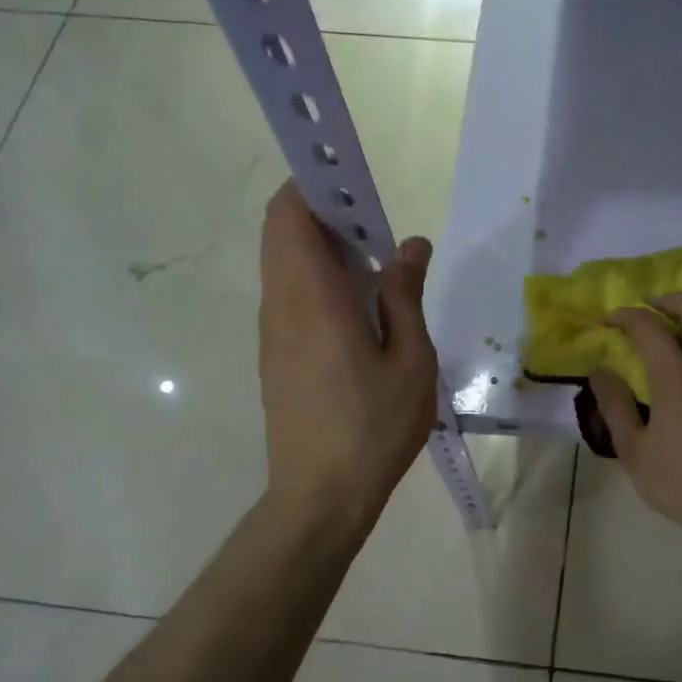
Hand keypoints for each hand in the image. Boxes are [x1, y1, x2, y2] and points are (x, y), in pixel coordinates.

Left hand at [258, 182, 437, 533]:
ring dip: (322, 252)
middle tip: (377, 234)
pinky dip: (317, 284)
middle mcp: (280, 305)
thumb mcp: (410, 360)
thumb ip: (405, 296)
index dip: (315, 186)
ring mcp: (271, 333)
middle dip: (324, 216)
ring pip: (284, 267)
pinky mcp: (274, 358)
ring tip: (377, 275)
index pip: (289, 213)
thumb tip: (409, 246)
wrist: (321, 496)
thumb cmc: (374, 427)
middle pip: (282, 234)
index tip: (357, 188)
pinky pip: (288, 298)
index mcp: (311, 298)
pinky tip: (360, 317)